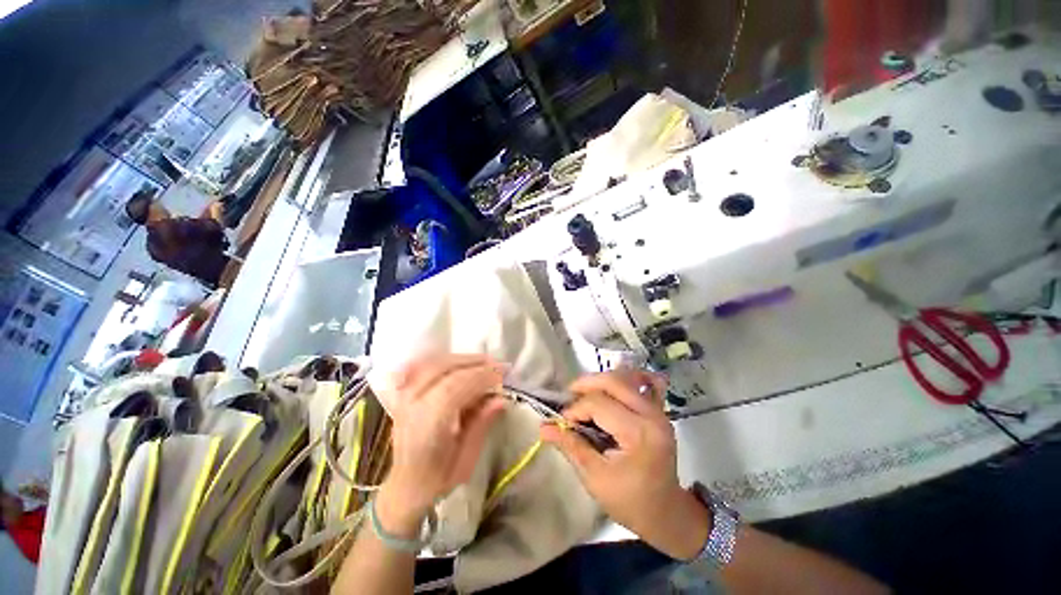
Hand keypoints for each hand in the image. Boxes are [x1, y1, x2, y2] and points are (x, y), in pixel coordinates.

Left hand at [377, 354, 505, 535]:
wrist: (405, 487)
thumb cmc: (438, 479)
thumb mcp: (465, 461)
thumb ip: (480, 426)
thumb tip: (501, 399)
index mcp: (427, 426)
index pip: (454, 387)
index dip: (481, 376)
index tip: (502, 374)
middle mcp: (412, 405)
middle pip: (443, 369)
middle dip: (474, 363)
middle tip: (497, 364)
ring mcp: (404, 397)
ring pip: (432, 363)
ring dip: (460, 359)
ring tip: (483, 361)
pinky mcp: (403, 394)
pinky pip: (420, 367)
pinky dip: (441, 360)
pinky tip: (456, 361)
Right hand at [540, 370, 710, 559]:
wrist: (665, 512)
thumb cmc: (629, 501)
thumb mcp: (594, 477)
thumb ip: (570, 446)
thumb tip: (543, 426)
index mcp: (638, 433)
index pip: (598, 404)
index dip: (575, 409)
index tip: (562, 422)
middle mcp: (651, 415)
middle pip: (614, 382)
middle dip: (586, 384)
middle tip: (569, 395)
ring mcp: (658, 411)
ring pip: (626, 378)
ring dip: (601, 381)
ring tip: (584, 393)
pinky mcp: (659, 411)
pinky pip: (642, 384)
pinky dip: (625, 380)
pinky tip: (612, 387)